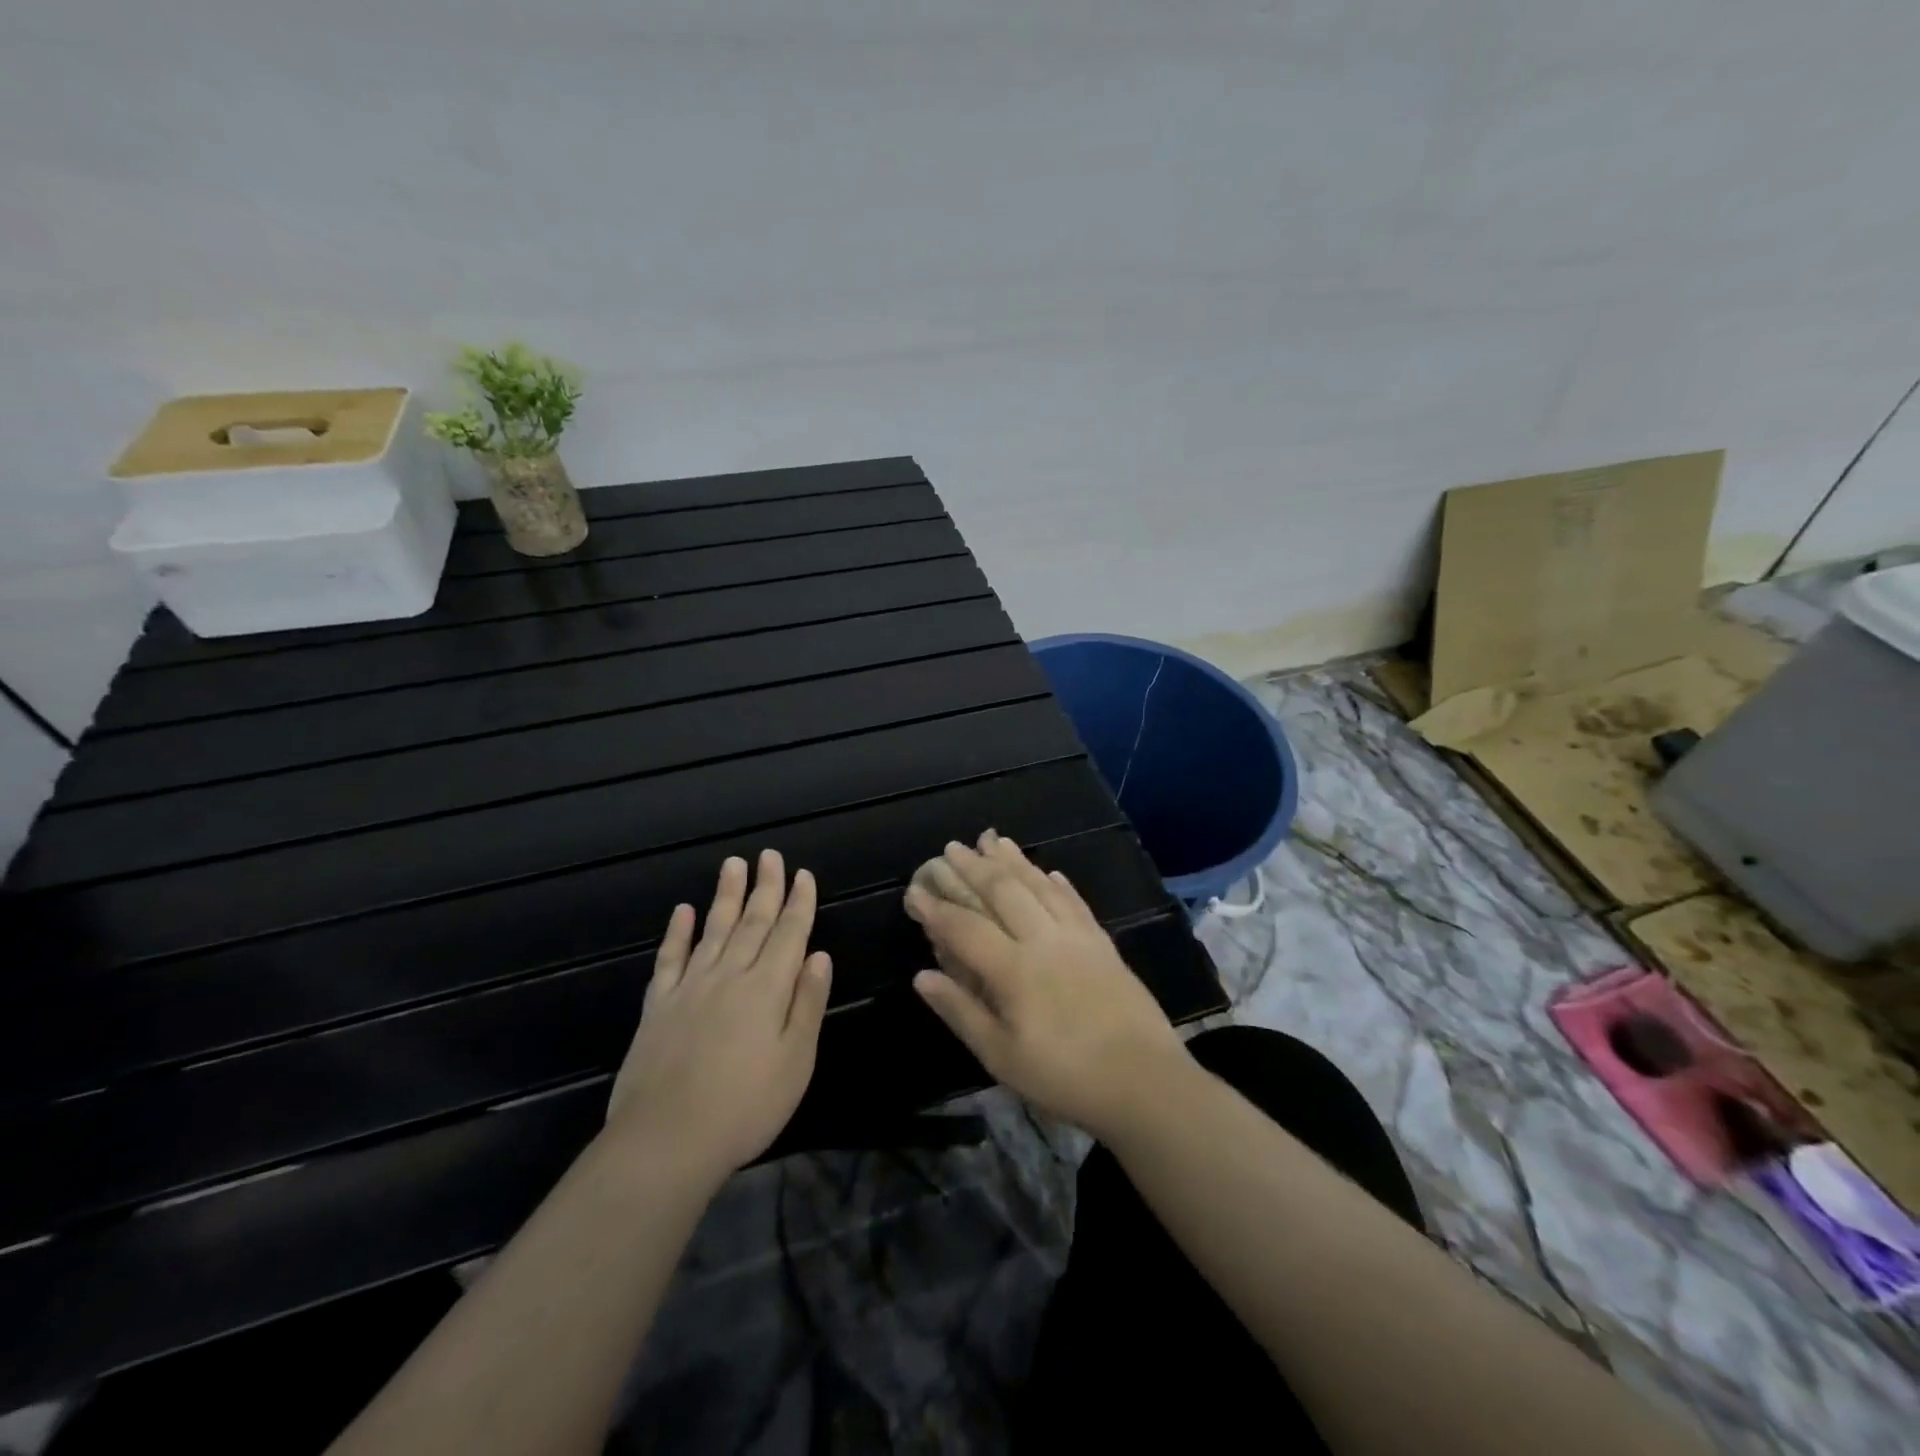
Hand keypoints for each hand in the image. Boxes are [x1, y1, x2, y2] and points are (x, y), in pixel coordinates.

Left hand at [608, 851, 832, 1181]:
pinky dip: (677, 933)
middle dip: (765, 887)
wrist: (666, 1141)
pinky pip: (670, 959)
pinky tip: (682, 912)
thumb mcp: (796, 1061)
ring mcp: (690, 988)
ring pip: (713, 930)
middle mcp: (730, 976)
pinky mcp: (659, 1006)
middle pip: (752, 922)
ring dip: (726, 896)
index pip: (789, 934)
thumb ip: (807, 1004)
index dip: (798, 903)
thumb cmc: (745, 1106)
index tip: (803, 874)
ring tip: (733, 864)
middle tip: (770, 855)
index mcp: (767, 988)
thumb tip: (819, 955)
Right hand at [905, 831, 1188, 1138]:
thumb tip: (921, 976)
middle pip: (1003, 891)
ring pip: (1039, 886)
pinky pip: (1075, 902)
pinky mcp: (1103, 943)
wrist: (1144, 1081)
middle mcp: (1043, 940)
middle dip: (973, 867)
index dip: (936, 908)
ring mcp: (1077, 937)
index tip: (914, 891)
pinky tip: (1049, 872)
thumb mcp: (1001, 1056)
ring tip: (993, 839)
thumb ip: (960, 1011)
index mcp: (1013, 969)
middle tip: (952, 847)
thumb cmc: (1064, 1076)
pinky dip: (1057, 883)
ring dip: (1014, 861)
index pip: (964, 927)